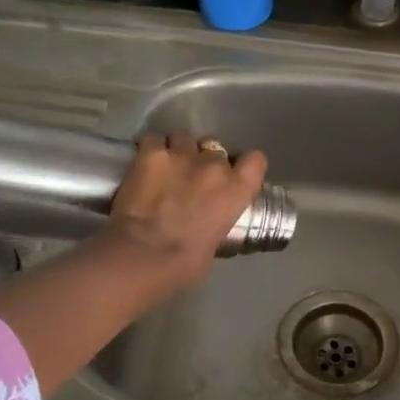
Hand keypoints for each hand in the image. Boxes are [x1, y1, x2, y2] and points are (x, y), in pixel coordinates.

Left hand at [106, 132, 266, 290]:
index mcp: (237, 189)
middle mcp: (214, 165)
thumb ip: (217, 221)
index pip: (255, 160)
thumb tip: (207, 222)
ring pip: (184, 137)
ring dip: (178, 149)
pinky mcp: (151, 153)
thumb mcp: (216, 242)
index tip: (233, 174)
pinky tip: (143, 162)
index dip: (243, 165)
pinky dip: (149, 149)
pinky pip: (153, 139)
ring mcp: (182, 155)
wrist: (145, 255)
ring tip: (166, 166)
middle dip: (205, 161)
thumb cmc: (185, 263)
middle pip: (215, 149)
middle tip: (191, 178)